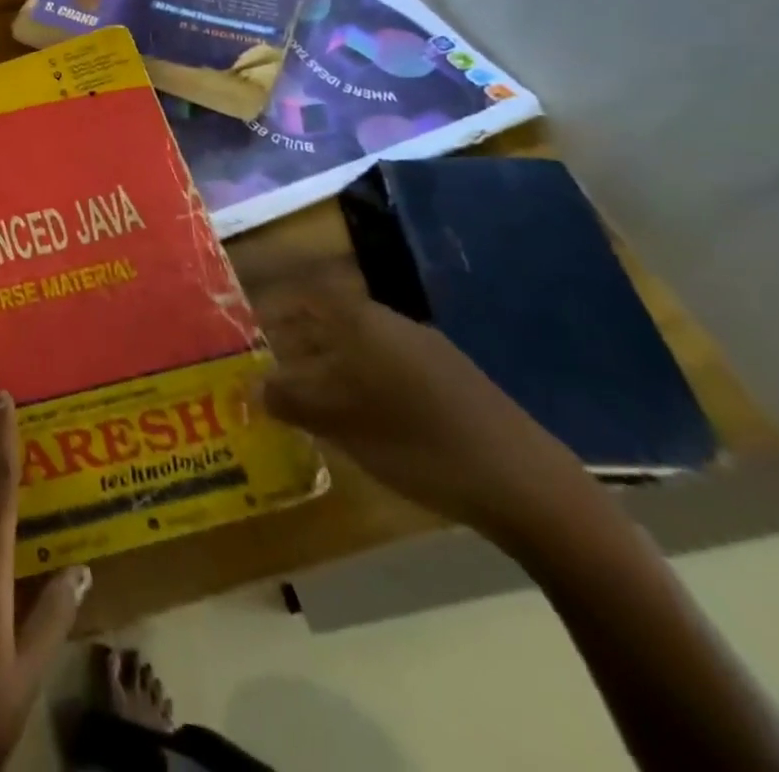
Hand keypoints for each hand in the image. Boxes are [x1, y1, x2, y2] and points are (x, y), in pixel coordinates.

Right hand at [256, 287, 591, 544]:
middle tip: (270, 365)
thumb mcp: (341, 425)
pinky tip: (360, 418)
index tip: (250, 326)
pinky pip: (387, 366)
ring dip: (328, 362)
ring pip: (360, 344)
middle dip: (297, 338)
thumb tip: (254, 387)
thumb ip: (290, 400)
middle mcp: (392, 324)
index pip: (306, 292)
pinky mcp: (452, 382)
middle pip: (332, 317)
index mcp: (363, 322)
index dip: (275, 304)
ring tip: (306, 396)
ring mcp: (427, 351)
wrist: (528, 485)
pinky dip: (361, 380)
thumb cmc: (418, 442)